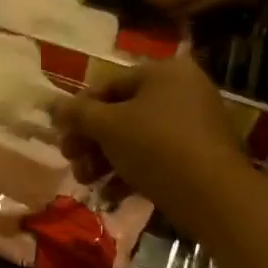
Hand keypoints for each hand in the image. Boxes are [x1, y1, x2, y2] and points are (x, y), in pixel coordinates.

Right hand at [53, 56, 252, 233]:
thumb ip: (77, 113)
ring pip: (137, 137)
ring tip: (86, 181)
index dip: (79, 110)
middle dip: (91, 140)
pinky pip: (156, 157)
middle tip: (71, 161)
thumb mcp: (108, 126)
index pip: (109, 85)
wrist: (214, 195)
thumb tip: (53, 105)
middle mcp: (183, 91)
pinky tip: (111, 193)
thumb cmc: (156, 147)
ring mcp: (194, 124)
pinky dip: (131, 171)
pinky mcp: (199, 156)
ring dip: (105, 159)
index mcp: (164, 72)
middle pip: (122, 113)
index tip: (61, 135)